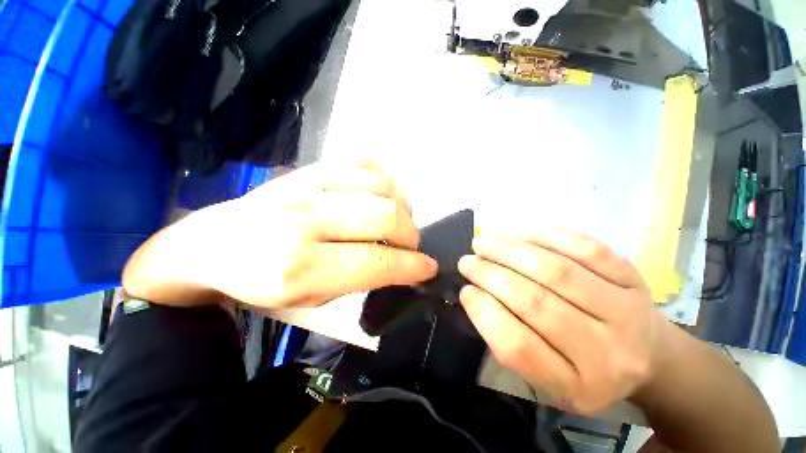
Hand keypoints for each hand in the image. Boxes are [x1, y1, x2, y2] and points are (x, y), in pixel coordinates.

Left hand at [166, 161, 437, 308]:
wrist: (214, 243)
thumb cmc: (262, 283)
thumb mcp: (310, 300)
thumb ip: (359, 282)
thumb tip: (400, 266)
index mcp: (300, 266)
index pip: (377, 261)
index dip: (413, 266)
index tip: (429, 268)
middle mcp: (306, 220)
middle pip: (385, 216)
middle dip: (411, 235)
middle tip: (412, 246)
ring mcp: (308, 185)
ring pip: (380, 186)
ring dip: (403, 206)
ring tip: (401, 221)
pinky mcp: (310, 168)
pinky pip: (364, 163)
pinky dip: (386, 180)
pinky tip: (384, 196)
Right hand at [457, 232, 657, 413]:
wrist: (645, 355)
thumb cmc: (582, 366)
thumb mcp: (544, 374)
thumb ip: (508, 339)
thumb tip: (475, 292)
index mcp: (577, 387)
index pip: (518, 346)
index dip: (483, 312)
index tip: (465, 290)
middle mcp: (608, 354)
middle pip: (535, 302)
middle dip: (490, 274)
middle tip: (467, 261)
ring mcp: (627, 310)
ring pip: (555, 270)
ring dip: (509, 250)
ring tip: (483, 243)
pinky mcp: (633, 277)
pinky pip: (582, 248)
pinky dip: (542, 237)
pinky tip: (518, 235)